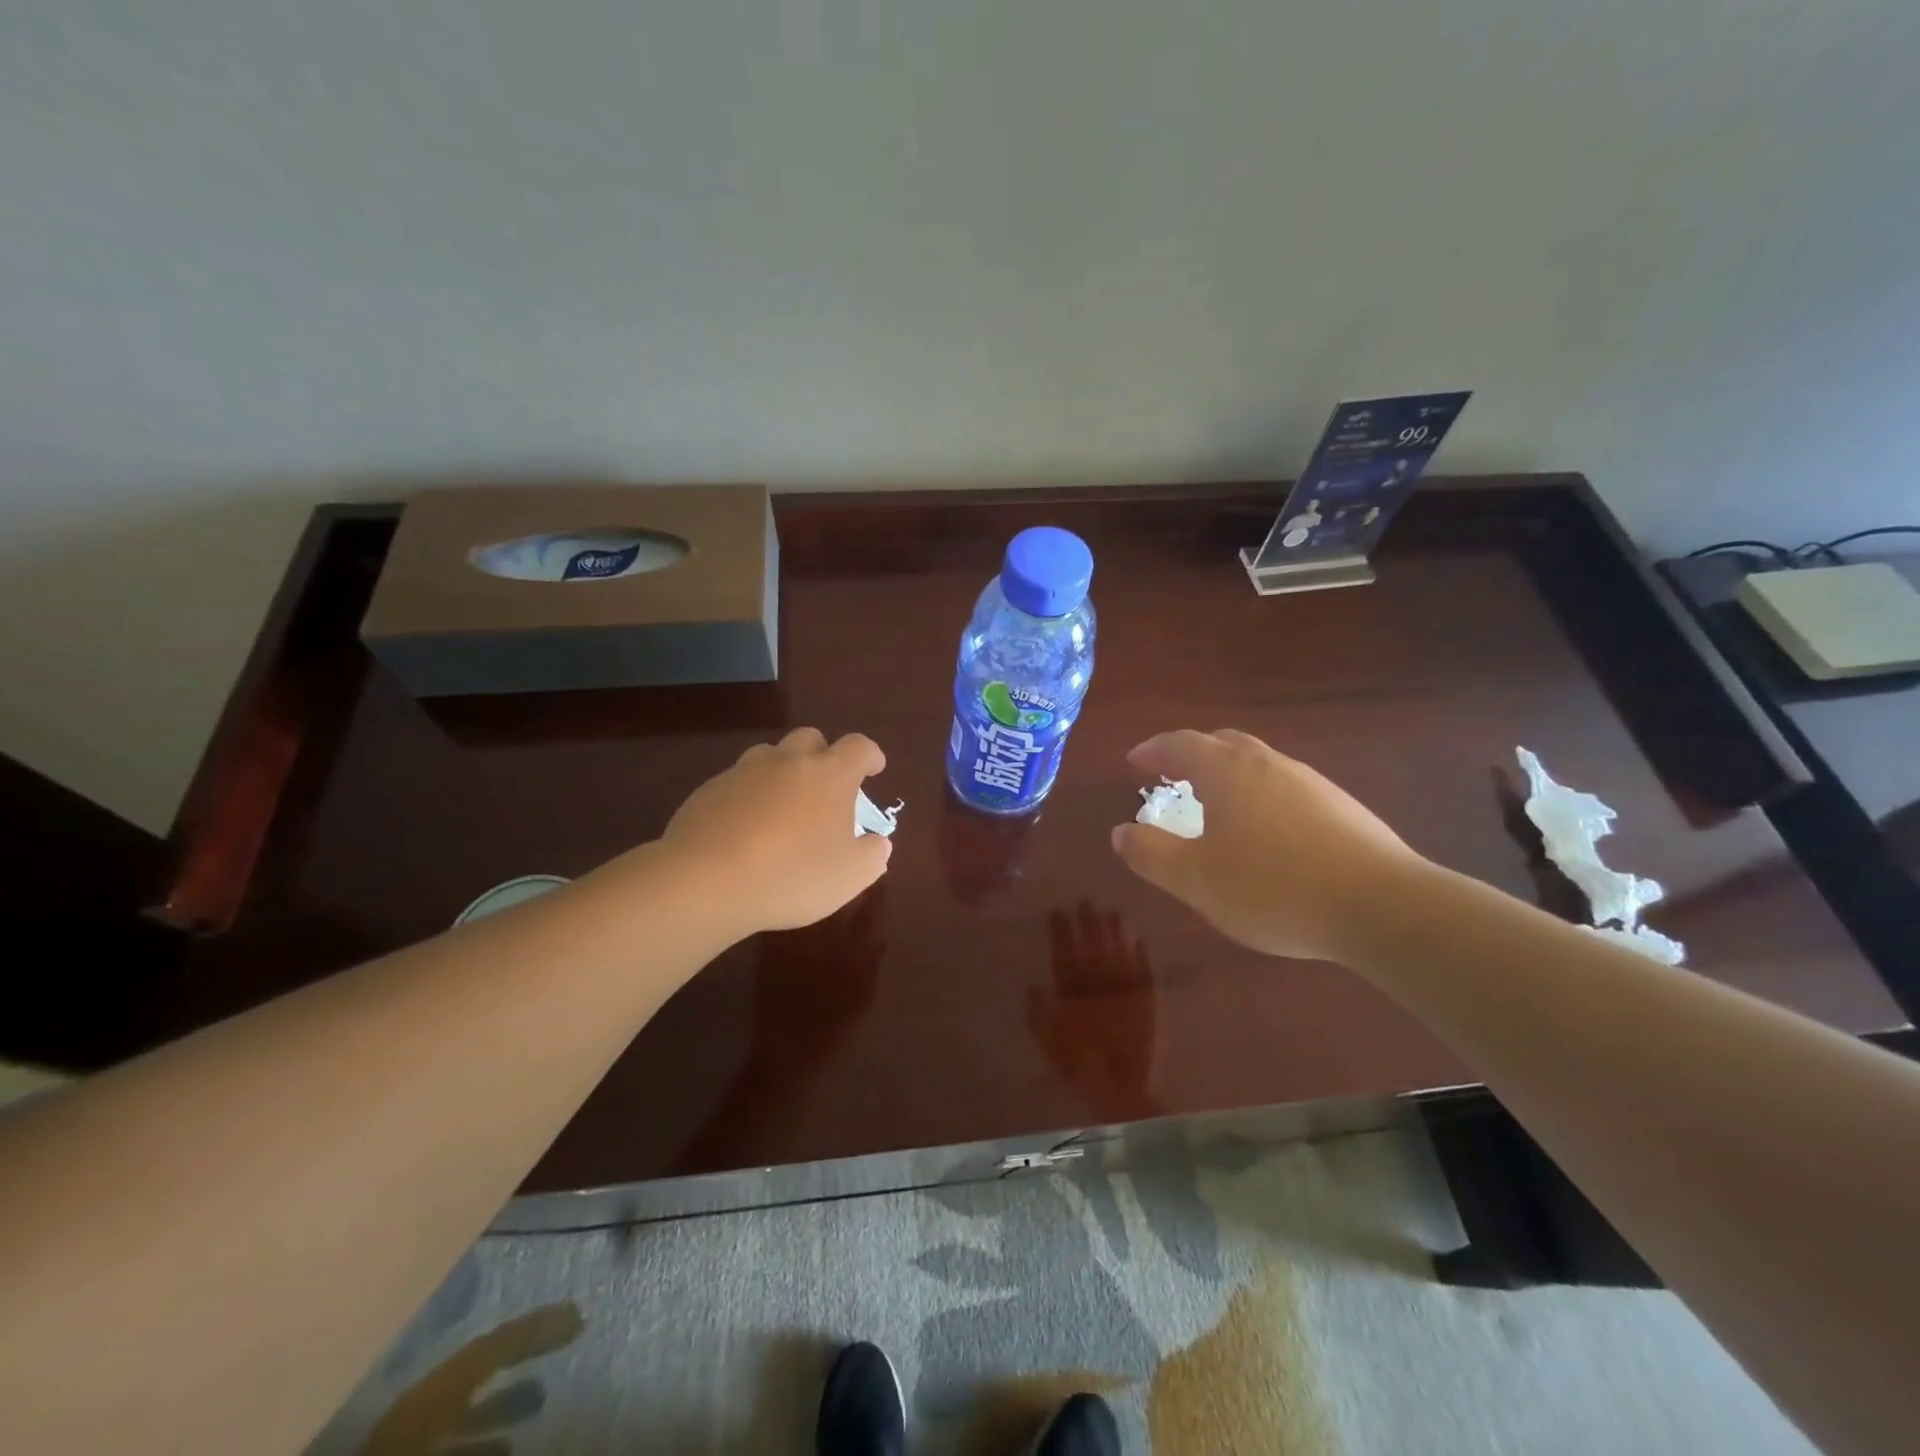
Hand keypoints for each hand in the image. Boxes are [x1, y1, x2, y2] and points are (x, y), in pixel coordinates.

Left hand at [661, 728, 891, 935]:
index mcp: (829, 774)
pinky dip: (748, 797)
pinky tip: (745, 830)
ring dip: (782, 772)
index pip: (859, 747)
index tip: (874, 770)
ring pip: (770, 756)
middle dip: (823, 755)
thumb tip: (876, 842)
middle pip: (810, 738)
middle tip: (826, 788)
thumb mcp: (850, 877)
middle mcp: (787, 761)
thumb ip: (872, 855)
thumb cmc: (792, 875)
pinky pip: (737, 783)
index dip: (870, 756)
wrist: (705, 881)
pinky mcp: (709, 790)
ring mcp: (744, 772)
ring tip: (783, 807)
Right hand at [1029, 903, 1161, 1120]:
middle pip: (1092, 946)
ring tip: (1112, 912)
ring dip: (1114, 931)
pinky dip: (1140, 954)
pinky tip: (1138, 940)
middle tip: (1085, 902)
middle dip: (1088, 923)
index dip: (1061, 932)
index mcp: (1073, 993)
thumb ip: (1039, 1014)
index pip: (1064, 954)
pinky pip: (1143, 970)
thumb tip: (1033, 985)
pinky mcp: (1146, 1000)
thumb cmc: (1081, 1066)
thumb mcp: (1049, 1043)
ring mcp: (1124, 990)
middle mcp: (1099, 985)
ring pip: (1118, 951)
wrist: (1123, 1089)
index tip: (1058, 912)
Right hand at [1110, 729, 1428, 962]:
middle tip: (1173, 774)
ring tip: (1217, 806)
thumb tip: (1121, 832)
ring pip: (1259, 765)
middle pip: (1224, 744)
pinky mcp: (1343, 808)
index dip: (1153, 749)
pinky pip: (1287, 789)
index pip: (1181, 744)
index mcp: (1228, 772)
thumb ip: (1151, 854)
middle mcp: (1269, 764)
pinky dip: (1261, 797)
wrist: (1381, 906)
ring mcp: (1311, 784)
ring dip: (1230, 776)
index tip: (1134, 762)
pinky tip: (1268, 835)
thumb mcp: (1195, 879)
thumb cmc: (1272, 887)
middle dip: (1193, 754)